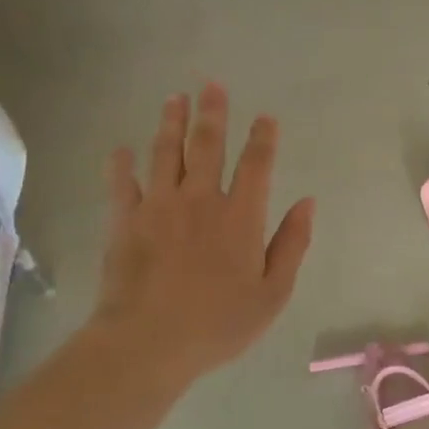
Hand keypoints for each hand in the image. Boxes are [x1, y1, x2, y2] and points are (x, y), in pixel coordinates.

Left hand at [89, 83, 313, 393]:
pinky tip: (120, 149)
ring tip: (174, 98)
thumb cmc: (218, 323)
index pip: (256, 165)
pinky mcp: (124, 222)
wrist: (148, 343)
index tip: (265, 117)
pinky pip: (122, 184)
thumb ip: (292, 244)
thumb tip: (308, 202)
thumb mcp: (273, 293)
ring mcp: (158, 207)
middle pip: (207, 146)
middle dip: (212, 113)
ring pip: (165, 154)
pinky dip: (121, 165)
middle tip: (212, 85)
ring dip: (170, 123)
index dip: (263, 138)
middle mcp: (200, 200)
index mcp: (240, 217)